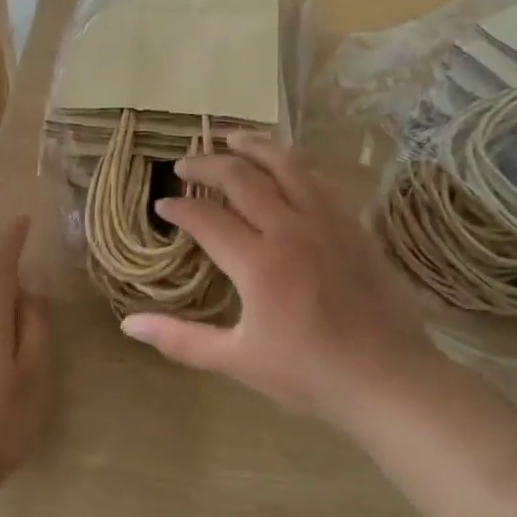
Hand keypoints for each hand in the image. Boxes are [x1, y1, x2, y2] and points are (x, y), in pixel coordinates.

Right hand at [121, 136, 438, 430]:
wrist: (388, 379)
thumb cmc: (309, 374)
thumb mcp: (237, 361)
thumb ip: (181, 339)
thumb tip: (128, 324)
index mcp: (258, 263)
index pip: (207, 217)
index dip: (179, 206)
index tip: (163, 204)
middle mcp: (290, 229)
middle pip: (241, 178)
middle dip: (207, 165)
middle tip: (185, 163)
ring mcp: (326, 222)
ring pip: (286, 165)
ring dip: (254, 146)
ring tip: (232, 137)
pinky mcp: (352, 225)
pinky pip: (318, 180)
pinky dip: (293, 164)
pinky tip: (285, 165)